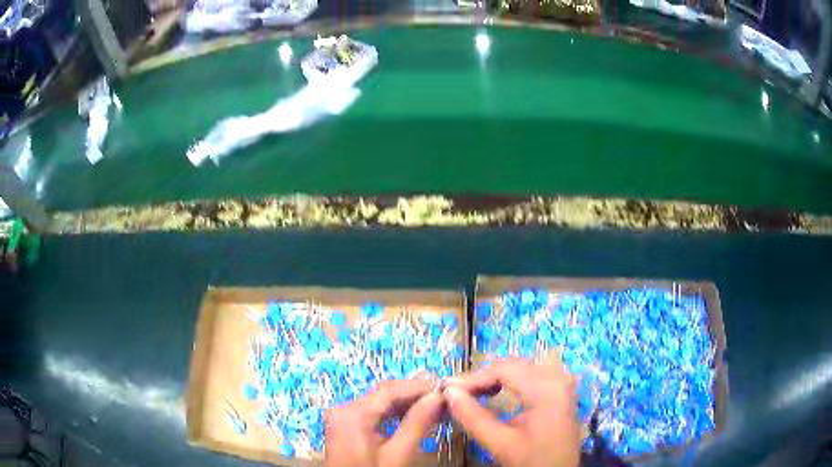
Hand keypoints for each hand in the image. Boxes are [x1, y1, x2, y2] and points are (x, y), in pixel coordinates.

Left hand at [324, 378, 443, 466]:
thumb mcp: (397, 455)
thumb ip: (416, 424)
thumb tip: (437, 397)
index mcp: (352, 413)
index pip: (390, 390)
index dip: (419, 386)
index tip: (446, 385)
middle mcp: (344, 409)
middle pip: (384, 394)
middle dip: (415, 394)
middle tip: (444, 395)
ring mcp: (343, 417)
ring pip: (380, 403)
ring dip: (407, 404)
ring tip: (436, 404)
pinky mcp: (347, 427)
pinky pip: (373, 413)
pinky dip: (394, 414)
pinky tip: (415, 416)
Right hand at [445, 358, 579, 466]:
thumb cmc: (533, 461)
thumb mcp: (501, 443)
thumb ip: (473, 417)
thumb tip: (448, 392)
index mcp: (547, 388)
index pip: (504, 370)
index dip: (473, 378)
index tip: (446, 388)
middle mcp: (558, 377)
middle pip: (513, 366)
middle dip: (482, 378)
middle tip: (455, 391)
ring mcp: (562, 381)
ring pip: (520, 368)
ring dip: (494, 378)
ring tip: (470, 392)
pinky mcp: (561, 389)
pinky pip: (531, 375)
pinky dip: (509, 381)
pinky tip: (494, 392)